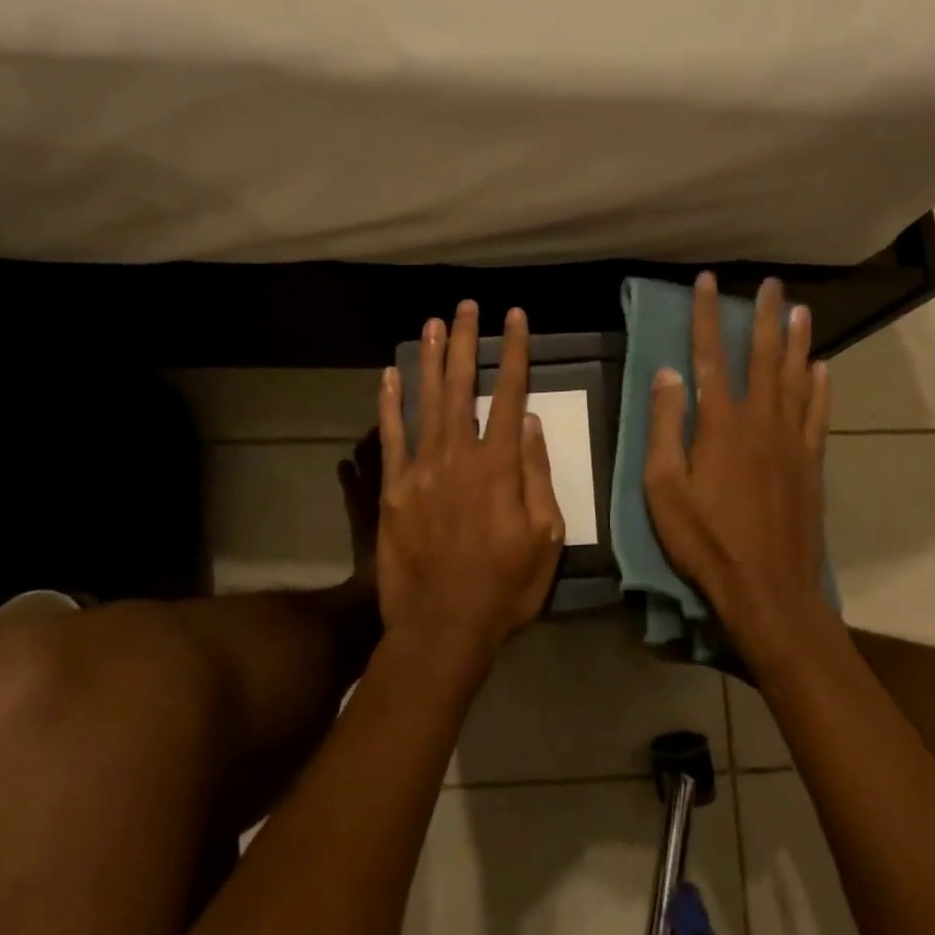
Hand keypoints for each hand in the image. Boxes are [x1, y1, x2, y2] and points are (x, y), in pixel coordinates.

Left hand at [376, 301, 566, 675]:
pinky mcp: (393, 489)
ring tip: (432, 323)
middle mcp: (459, 455)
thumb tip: (530, 422)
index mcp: (499, 466)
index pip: (509, 394)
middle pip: (462, 386)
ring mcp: (421, 470)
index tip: (515, 318)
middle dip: (465, 342)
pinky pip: (390, 438)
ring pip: (426, 402)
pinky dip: (389, 404)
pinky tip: (389, 375)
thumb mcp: (545, 537)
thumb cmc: (504, 586)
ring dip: (429, 360)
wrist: (442, 628)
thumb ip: (537, 475)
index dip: (513, 352)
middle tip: (466, 307)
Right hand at [644, 274, 835, 665]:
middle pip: (764, 357)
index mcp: (721, 423)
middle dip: (764, 316)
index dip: (707, 316)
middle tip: (771, 284)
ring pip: (796, 378)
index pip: (709, 356)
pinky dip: (821, 387)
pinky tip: (822, 368)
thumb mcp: (664, 486)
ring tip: (801, 310)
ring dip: (798, 341)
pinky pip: (818, 414)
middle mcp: (761, 420)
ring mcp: (792, 441)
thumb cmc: (705, 539)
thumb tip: (667, 372)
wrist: (768, 589)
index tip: (708, 282)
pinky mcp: (811, 464)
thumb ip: (665, 426)